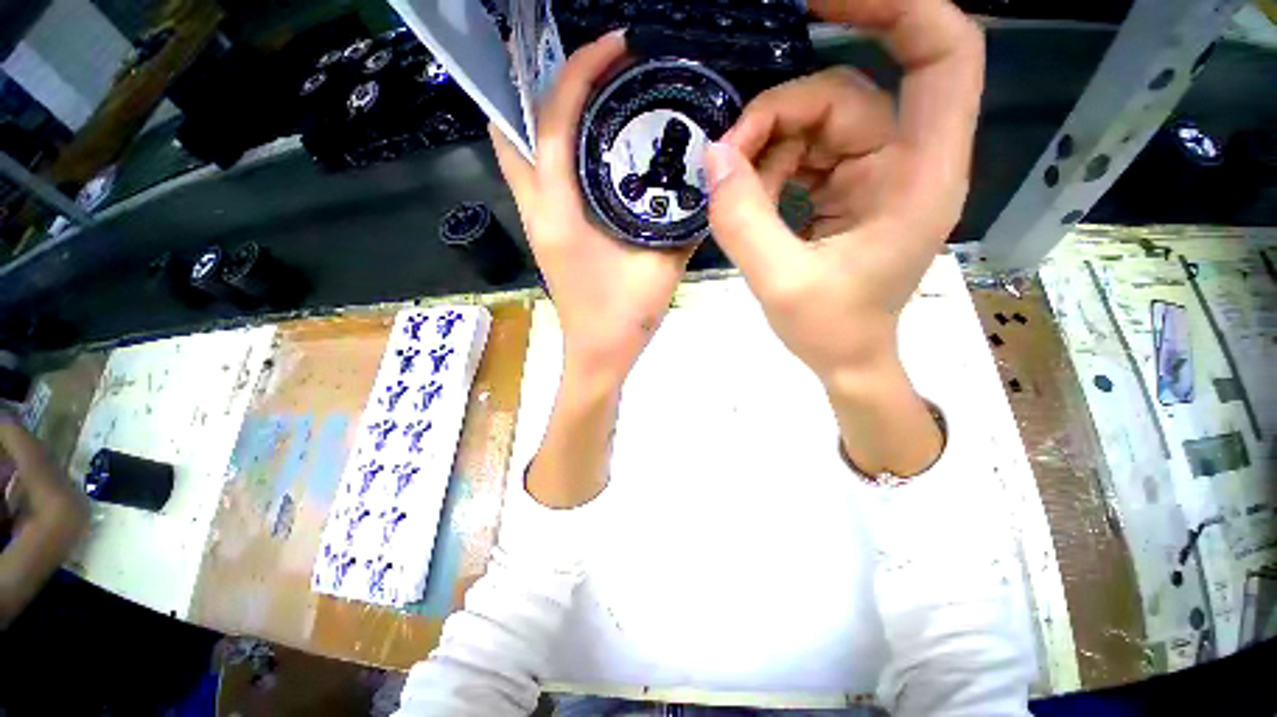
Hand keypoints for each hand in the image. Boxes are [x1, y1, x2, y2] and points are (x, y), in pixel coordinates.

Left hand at [491, 30, 693, 392]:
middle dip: (541, 85)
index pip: (552, 126)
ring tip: (586, 95)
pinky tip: (587, 146)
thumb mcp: (662, 267)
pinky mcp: (545, 233)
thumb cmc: (625, 319)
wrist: (598, 356)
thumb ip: (683, 223)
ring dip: (543, 114)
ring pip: (518, 153)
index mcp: (560, 217)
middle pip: (513, 130)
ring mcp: (535, 223)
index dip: (576, 74)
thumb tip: (703, 181)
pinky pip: (536, 176)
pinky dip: (552, 147)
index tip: (612, 48)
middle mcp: (536, 212)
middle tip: (588, 69)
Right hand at [705, 0, 983, 385]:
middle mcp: (905, 160)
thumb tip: (715, 156)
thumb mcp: (780, 282)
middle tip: (727, 156)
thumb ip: (743, 220)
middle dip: (778, 115)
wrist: (846, 359)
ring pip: (816, 122)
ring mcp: (873, 173)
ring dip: (766, 150)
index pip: (941, 52)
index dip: (894, 6)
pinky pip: (803, 153)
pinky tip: (750, 200)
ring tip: (734, 193)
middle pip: (845, 92)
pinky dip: (769, 169)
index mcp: (919, 176)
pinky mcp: (846, 188)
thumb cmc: (831, 331)